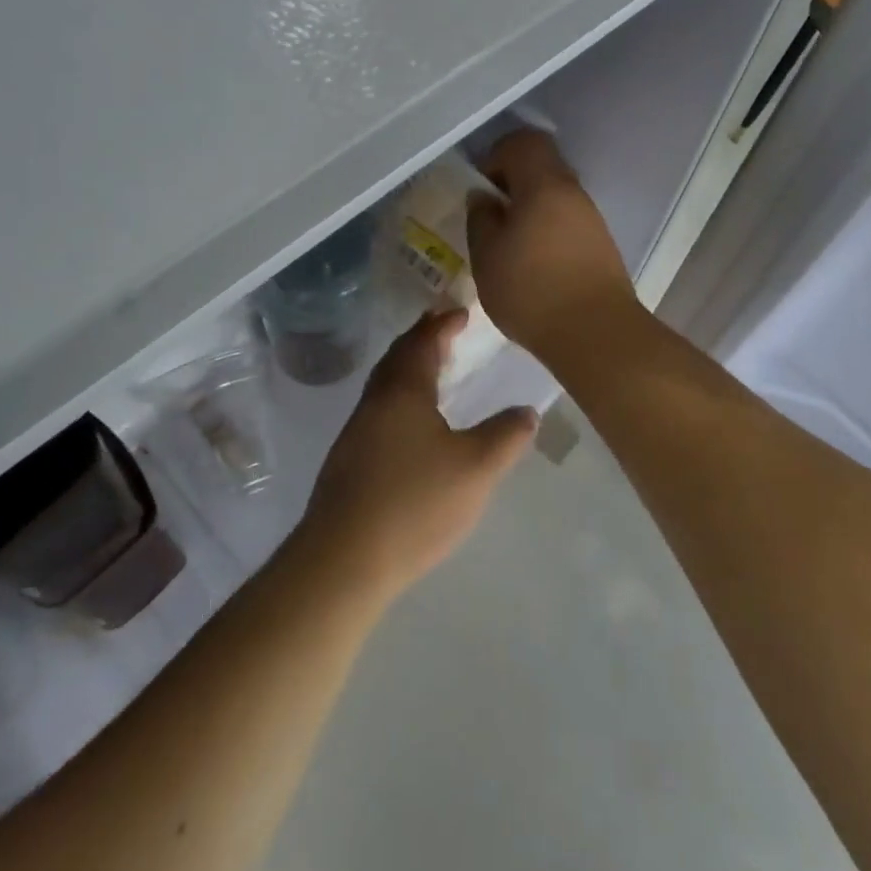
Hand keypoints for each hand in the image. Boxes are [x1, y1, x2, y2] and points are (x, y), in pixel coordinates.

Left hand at [299, 310, 534, 601]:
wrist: (343, 559)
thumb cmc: (415, 503)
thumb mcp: (477, 469)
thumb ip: (506, 436)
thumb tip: (526, 411)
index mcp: (404, 391)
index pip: (424, 341)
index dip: (443, 324)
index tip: (461, 312)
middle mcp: (375, 401)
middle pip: (398, 357)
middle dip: (421, 338)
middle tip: (444, 329)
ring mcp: (356, 431)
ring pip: (384, 384)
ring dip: (408, 367)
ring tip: (432, 370)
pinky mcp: (348, 460)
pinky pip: (379, 408)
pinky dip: (398, 396)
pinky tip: (410, 422)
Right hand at [466, 130, 638, 363]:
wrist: (595, 334)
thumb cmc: (531, 290)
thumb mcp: (487, 256)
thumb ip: (481, 219)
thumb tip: (484, 198)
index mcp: (545, 185)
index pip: (524, 142)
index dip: (497, 155)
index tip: (481, 188)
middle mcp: (573, 193)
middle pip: (541, 169)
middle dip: (511, 186)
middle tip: (489, 219)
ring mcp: (592, 220)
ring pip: (554, 198)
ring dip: (529, 212)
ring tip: (508, 248)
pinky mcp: (601, 247)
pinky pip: (566, 223)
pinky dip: (546, 232)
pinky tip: (532, 266)